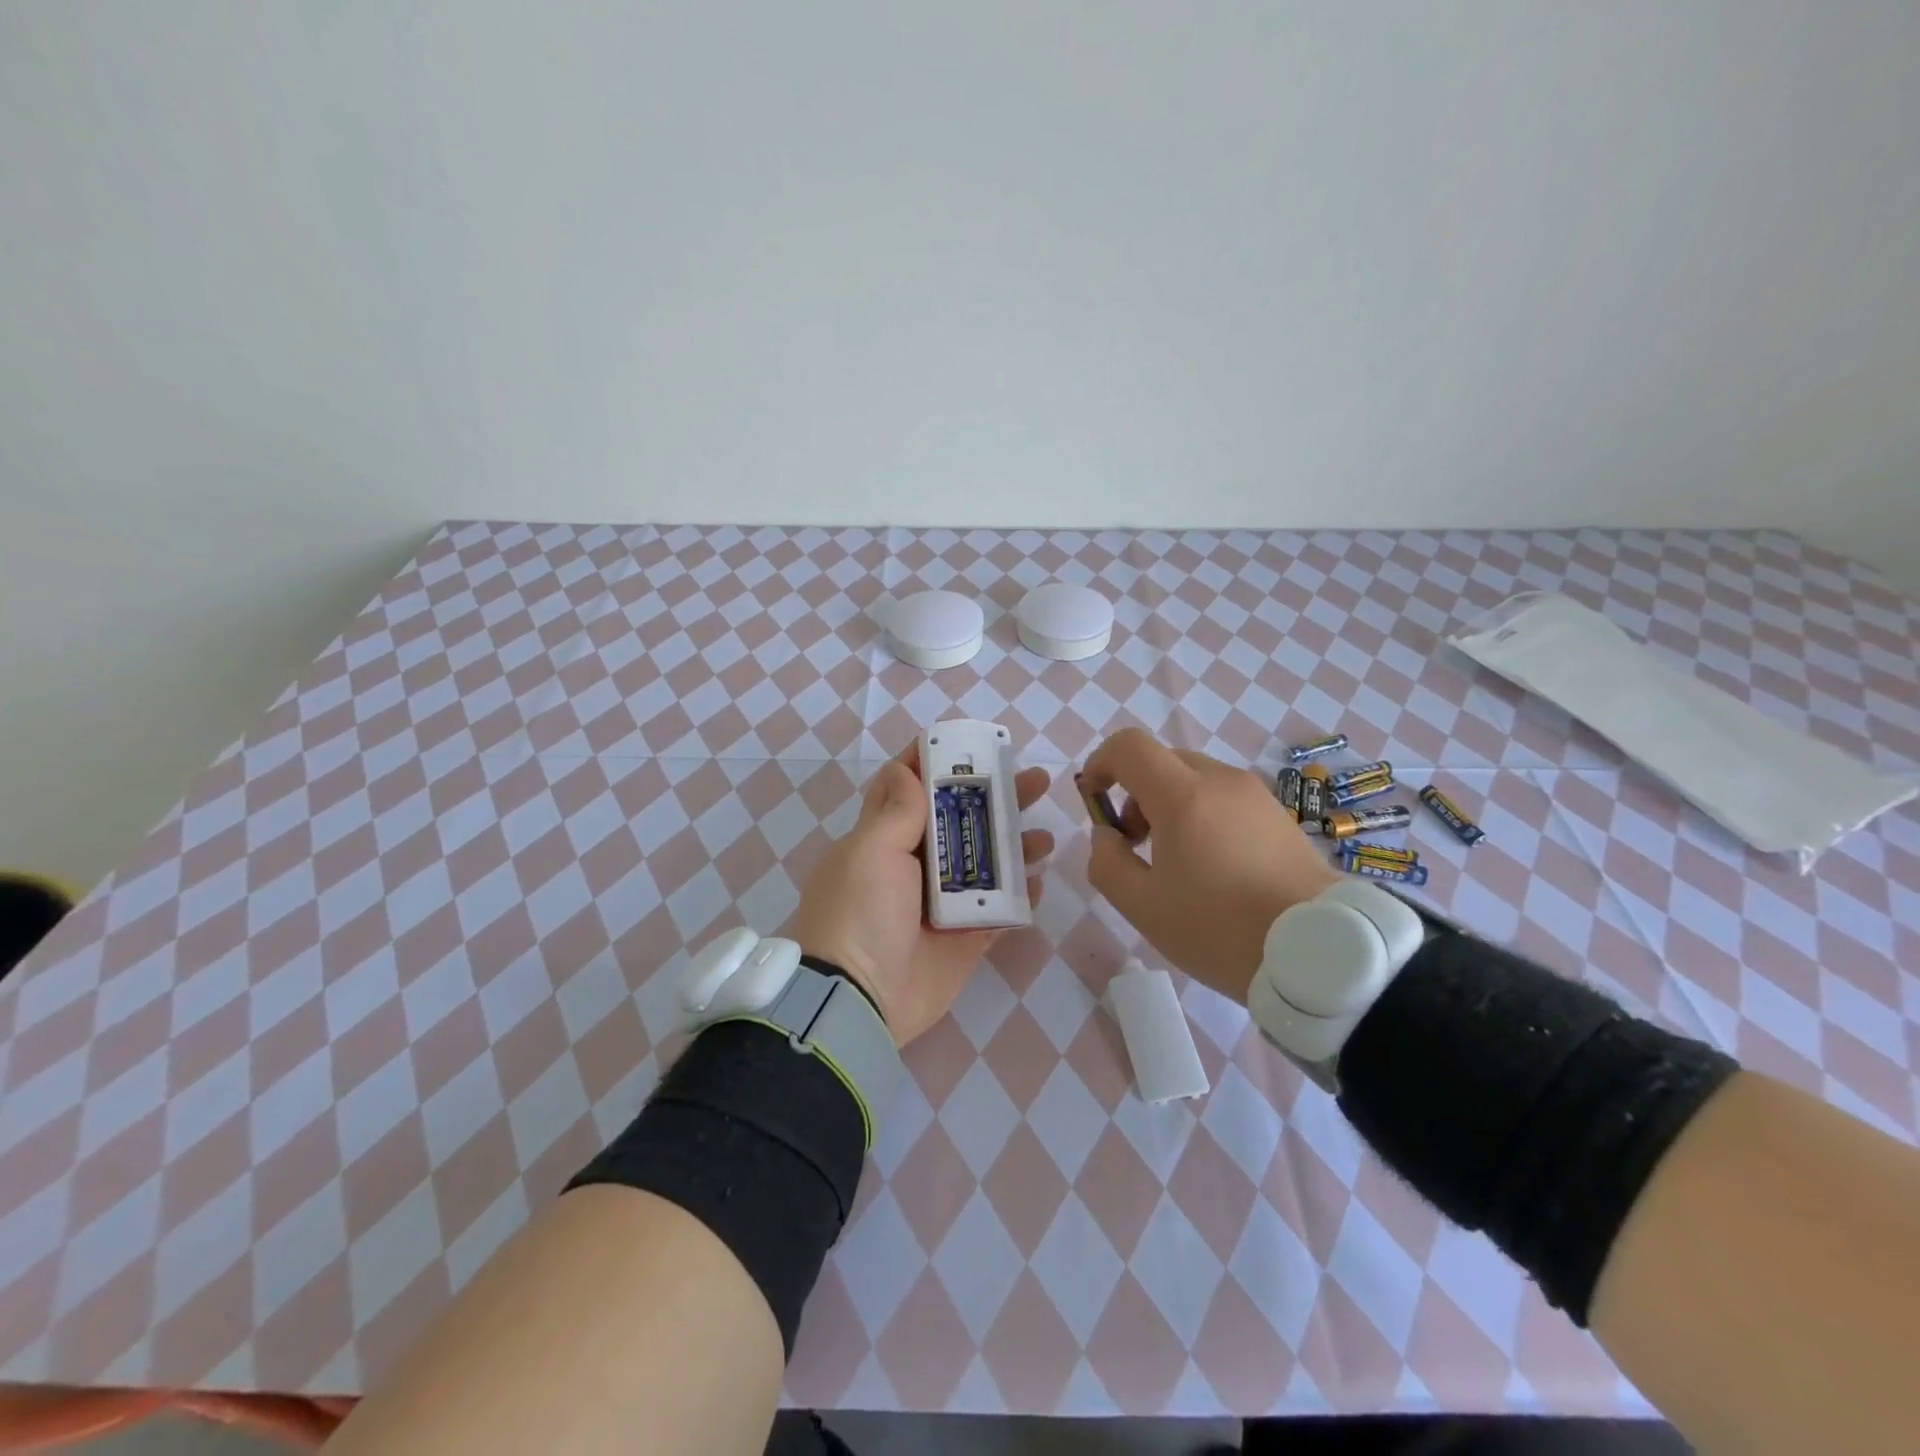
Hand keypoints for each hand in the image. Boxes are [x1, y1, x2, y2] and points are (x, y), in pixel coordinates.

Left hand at [788, 743, 1052, 1046]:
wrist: (857, 1000)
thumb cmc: (860, 912)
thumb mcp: (871, 851)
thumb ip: (896, 811)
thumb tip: (905, 768)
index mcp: (884, 839)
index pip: (909, 789)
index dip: (935, 764)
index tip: (969, 743)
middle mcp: (914, 866)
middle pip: (961, 822)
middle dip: (995, 799)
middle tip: (1034, 780)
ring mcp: (942, 904)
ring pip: (986, 863)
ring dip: (1015, 845)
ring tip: (1045, 834)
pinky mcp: (964, 939)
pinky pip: (998, 911)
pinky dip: (1020, 895)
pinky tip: (1041, 879)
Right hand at [1079, 728, 1338, 1004]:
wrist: (1319, 952)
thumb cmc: (1220, 929)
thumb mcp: (1143, 907)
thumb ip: (1106, 862)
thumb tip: (1106, 835)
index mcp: (1183, 795)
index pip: (1129, 746)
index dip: (1100, 764)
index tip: (1094, 801)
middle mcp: (1220, 780)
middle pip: (1161, 761)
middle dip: (1134, 792)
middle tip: (1134, 843)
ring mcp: (1255, 794)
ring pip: (1193, 778)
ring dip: (1168, 804)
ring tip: (1175, 859)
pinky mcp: (1278, 814)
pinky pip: (1223, 796)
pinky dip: (1201, 813)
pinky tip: (1212, 865)